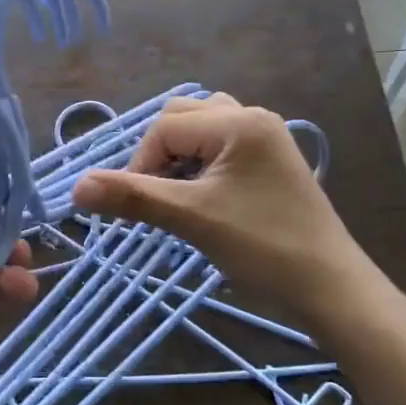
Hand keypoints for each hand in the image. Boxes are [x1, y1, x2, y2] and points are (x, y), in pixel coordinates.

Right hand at [72, 94, 371, 312]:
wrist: (330, 287)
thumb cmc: (263, 248)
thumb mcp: (192, 219)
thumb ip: (132, 197)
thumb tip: (76, 187)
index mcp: (238, 122)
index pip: (164, 128)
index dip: (140, 167)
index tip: (139, 211)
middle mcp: (254, 117)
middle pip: (181, 119)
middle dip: (158, 157)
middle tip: (158, 201)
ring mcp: (266, 138)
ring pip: (201, 131)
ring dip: (179, 159)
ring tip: (178, 196)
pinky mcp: (271, 161)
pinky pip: (221, 147)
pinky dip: (200, 166)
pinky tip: (203, 199)